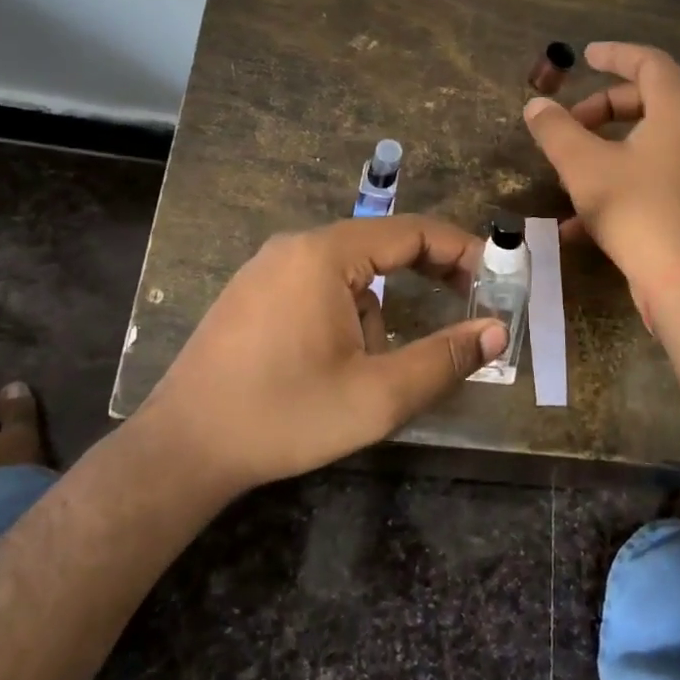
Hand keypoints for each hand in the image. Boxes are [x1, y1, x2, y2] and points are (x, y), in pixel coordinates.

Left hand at [137, 215, 507, 494]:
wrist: (182, 448)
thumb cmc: (284, 415)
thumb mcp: (376, 395)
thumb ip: (444, 359)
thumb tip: (497, 331)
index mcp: (325, 254)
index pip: (412, 231)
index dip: (462, 250)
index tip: (496, 277)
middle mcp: (295, 246)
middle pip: (381, 246)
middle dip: (428, 276)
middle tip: (468, 306)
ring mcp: (268, 268)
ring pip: (351, 275)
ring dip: (379, 312)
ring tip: (372, 372)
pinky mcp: (253, 293)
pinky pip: (319, 288)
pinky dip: (346, 315)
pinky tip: (330, 366)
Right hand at [522, 41, 679, 300]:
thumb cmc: (637, 212)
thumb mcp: (584, 167)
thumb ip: (556, 130)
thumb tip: (536, 105)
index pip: (650, 63)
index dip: (615, 55)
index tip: (585, 57)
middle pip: (650, 101)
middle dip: (603, 108)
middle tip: (569, 124)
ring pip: (652, 142)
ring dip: (609, 147)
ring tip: (571, 170)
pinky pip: (658, 176)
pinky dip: (623, 180)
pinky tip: (582, 220)